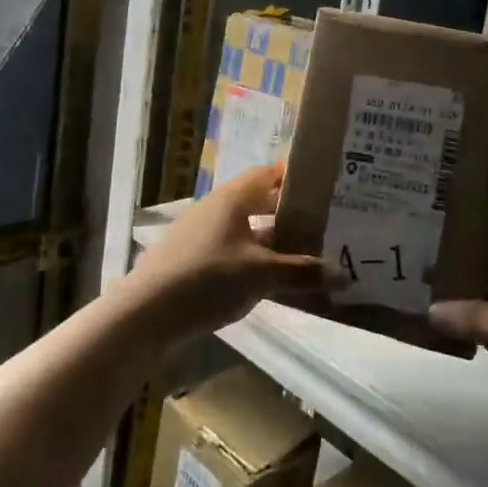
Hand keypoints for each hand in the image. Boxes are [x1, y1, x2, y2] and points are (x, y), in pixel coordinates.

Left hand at [123, 164, 328, 343]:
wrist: (144, 313)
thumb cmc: (206, 278)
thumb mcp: (261, 275)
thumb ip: (302, 273)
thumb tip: (343, 276)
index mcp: (232, 198)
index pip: (268, 174)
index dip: (294, 178)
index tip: (323, 188)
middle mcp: (216, 209)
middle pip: (258, 202)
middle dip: (289, 214)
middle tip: (323, 226)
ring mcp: (201, 235)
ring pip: (246, 230)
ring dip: (273, 241)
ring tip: (304, 257)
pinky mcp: (192, 260)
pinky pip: (233, 251)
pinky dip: (255, 260)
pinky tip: (270, 282)